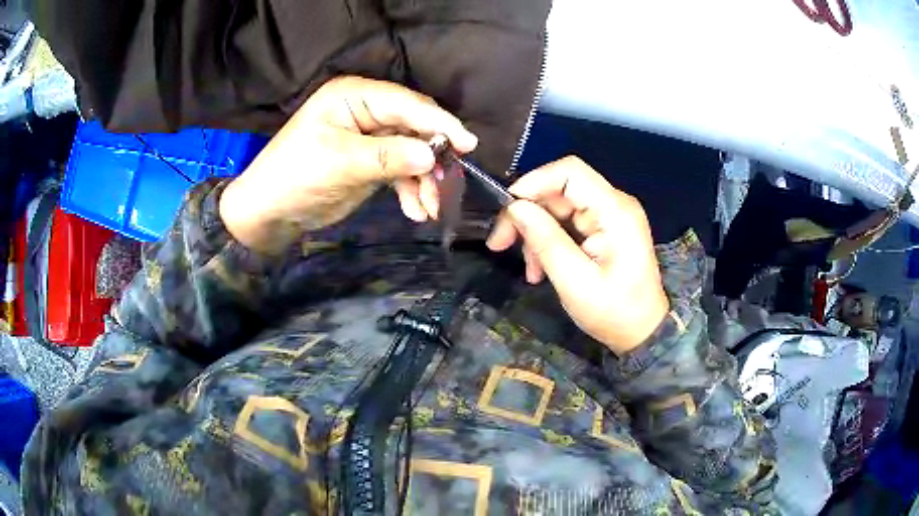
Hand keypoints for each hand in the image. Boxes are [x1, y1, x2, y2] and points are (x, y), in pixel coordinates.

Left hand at [220, 76, 477, 253]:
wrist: (270, 213)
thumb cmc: (295, 177)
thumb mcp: (340, 163)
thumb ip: (389, 157)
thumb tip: (433, 155)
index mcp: (354, 97)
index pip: (405, 103)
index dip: (438, 122)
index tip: (468, 144)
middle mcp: (365, 110)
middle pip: (414, 127)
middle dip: (432, 157)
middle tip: (449, 184)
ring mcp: (370, 137)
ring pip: (412, 152)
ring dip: (425, 180)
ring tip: (431, 208)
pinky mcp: (371, 161)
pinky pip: (401, 171)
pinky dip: (411, 190)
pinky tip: (416, 212)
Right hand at [486, 157, 668, 354]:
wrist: (641, 332)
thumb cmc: (613, 312)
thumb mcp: (575, 282)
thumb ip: (546, 240)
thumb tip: (515, 208)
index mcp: (615, 211)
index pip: (570, 172)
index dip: (533, 182)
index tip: (506, 210)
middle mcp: (613, 204)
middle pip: (559, 190)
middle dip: (527, 214)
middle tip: (500, 243)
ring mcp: (609, 216)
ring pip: (557, 207)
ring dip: (535, 233)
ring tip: (529, 269)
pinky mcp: (603, 228)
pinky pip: (566, 223)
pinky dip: (548, 241)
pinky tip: (540, 268)